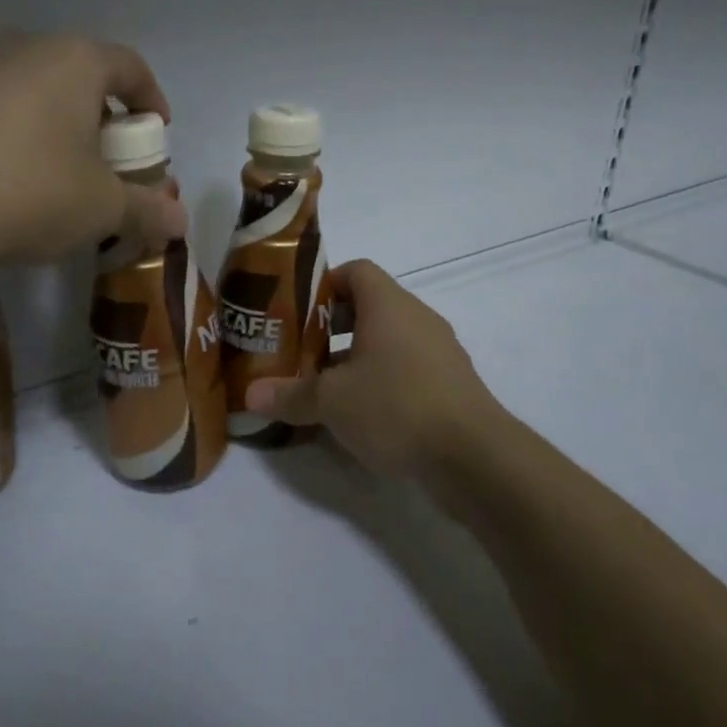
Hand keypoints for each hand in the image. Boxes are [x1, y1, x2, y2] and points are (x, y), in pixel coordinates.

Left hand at [0, 34, 187, 266]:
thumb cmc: (31, 196)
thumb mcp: (103, 209)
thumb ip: (149, 209)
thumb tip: (181, 223)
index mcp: (74, 61)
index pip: (129, 65)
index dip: (150, 97)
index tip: (155, 129)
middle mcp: (20, 45)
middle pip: (74, 69)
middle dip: (95, 107)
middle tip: (99, 151)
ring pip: (22, 78)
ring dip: (42, 109)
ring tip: (42, 156)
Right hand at [244, 259, 507, 481]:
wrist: (475, 456)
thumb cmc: (396, 407)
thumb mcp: (332, 402)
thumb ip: (290, 394)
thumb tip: (251, 395)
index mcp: (389, 305)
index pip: (356, 270)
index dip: (325, 284)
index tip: (297, 312)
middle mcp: (417, 318)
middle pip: (369, 306)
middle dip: (332, 327)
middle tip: (301, 352)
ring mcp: (439, 351)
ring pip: (388, 341)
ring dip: (356, 357)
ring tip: (325, 388)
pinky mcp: (451, 384)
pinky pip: (407, 368)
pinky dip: (382, 380)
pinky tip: (361, 415)